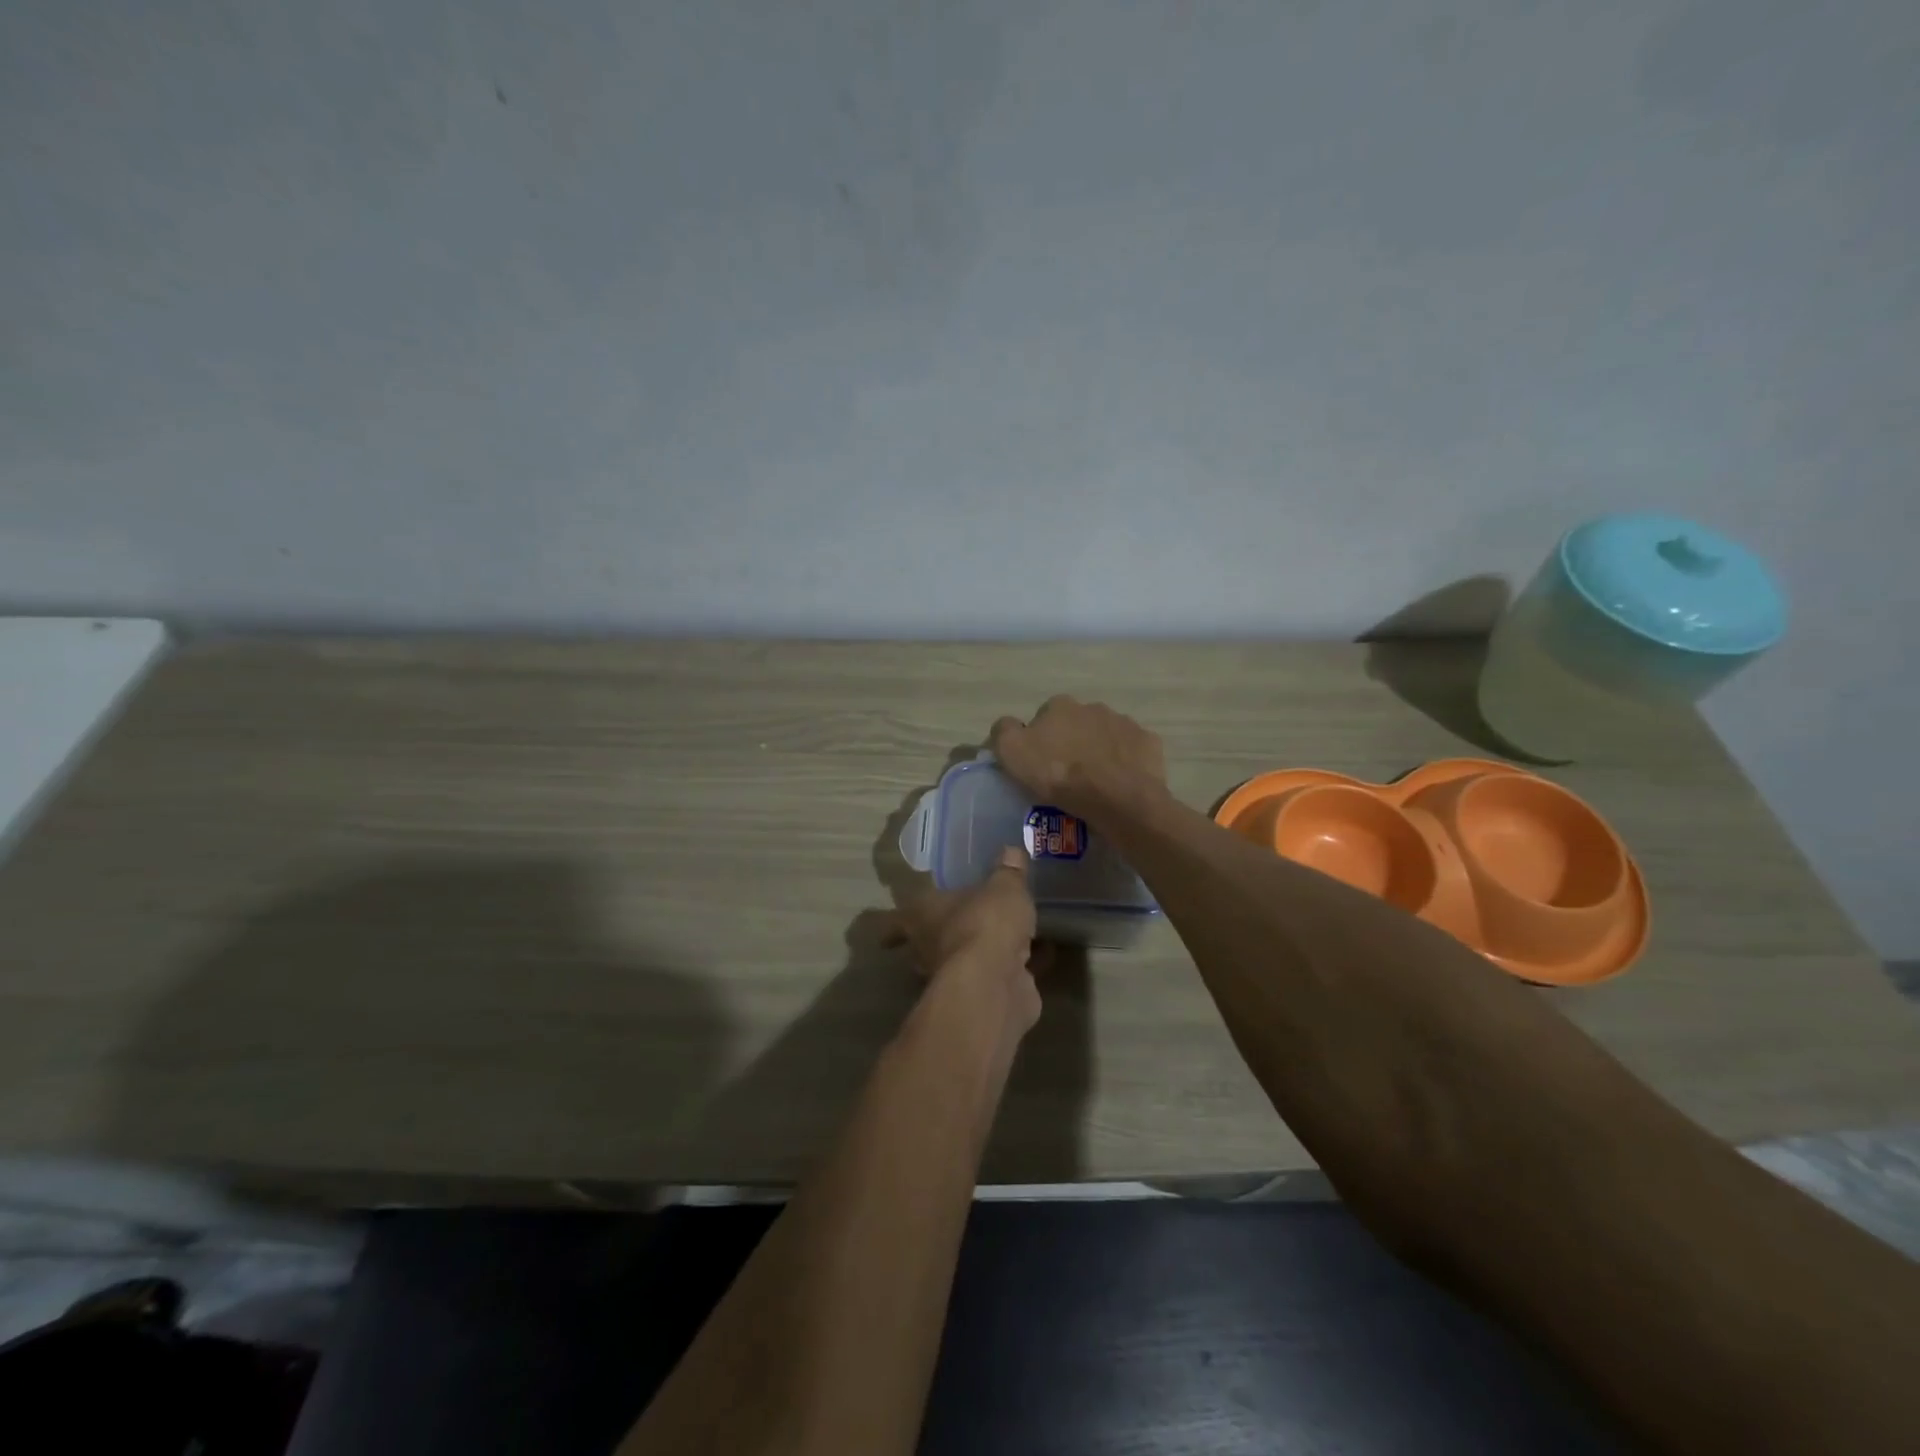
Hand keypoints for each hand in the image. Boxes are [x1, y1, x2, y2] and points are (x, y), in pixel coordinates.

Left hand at [886, 847, 1045, 1034]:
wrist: (995, 983)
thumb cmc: (985, 922)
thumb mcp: (1003, 886)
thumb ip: (1009, 871)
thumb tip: (1012, 852)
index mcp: (922, 916)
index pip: (897, 921)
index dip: (893, 927)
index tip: (887, 936)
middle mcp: (931, 948)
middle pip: (930, 942)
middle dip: (943, 936)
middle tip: (964, 921)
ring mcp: (957, 977)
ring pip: (966, 960)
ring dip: (983, 952)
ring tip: (1009, 934)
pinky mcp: (986, 995)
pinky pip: (1004, 973)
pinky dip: (1020, 965)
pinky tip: (1044, 953)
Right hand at [990, 696, 1167, 821]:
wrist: (1117, 799)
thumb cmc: (1060, 775)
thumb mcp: (1013, 753)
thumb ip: (1003, 731)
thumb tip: (1008, 726)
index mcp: (1060, 705)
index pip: (1043, 718)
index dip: (1039, 741)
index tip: (1039, 765)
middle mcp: (1094, 707)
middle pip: (1076, 725)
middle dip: (1071, 743)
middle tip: (1067, 776)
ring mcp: (1125, 723)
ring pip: (1105, 737)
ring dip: (1099, 752)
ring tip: (1094, 784)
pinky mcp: (1148, 744)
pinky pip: (1131, 752)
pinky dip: (1124, 764)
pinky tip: (1118, 784)